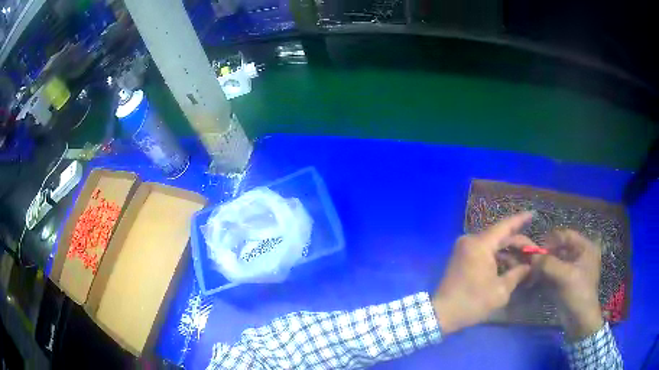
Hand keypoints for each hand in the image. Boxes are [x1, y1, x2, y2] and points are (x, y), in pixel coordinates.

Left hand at [432, 212, 534, 334]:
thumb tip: (529, 267)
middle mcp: (471, 241)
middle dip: (518, 244)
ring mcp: (464, 249)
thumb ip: (517, 274)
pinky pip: (484, 252)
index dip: (521, 219)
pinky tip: (511, 267)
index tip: (533, 214)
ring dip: (509, 253)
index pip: (505, 226)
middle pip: (500, 236)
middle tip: (534, 253)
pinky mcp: (462, 258)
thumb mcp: (500, 290)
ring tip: (525, 263)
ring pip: (493, 245)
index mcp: (480, 244)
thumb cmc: (472, 302)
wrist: (442, 314)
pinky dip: (497, 258)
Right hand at [531, 230, 602, 340]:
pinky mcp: (566, 281)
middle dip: (546, 255)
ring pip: (555, 261)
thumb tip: (531, 255)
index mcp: (585, 247)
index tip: (536, 251)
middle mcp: (580, 255)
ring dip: (543, 266)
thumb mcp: (565, 276)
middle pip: (560, 248)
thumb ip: (548, 264)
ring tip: (531, 272)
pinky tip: (535, 280)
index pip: (566, 235)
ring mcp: (573, 269)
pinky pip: (554, 272)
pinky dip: (544, 275)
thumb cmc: (578, 294)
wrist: (580, 321)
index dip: (551, 240)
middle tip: (532, 263)